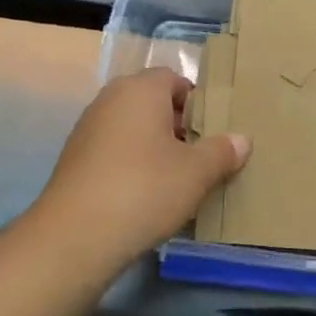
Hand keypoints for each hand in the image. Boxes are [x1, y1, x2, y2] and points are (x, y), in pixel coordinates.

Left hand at [29, 68, 249, 265]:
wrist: (76, 236)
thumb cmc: (145, 189)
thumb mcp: (197, 172)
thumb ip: (222, 151)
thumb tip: (241, 140)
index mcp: (140, 90)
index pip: (174, 79)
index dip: (197, 102)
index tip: (212, 132)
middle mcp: (110, 100)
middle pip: (152, 103)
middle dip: (177, 126)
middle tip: (200, 156)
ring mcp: (87, 129)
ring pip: (132, 129)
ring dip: (154, 147)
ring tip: (176, 180)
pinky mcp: (74, 160)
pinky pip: (114, 151)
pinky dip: (131, 165)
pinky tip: (145, 196)